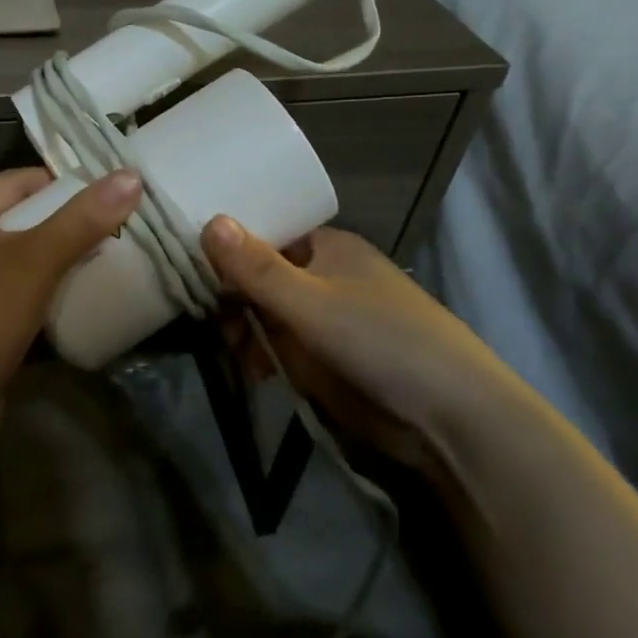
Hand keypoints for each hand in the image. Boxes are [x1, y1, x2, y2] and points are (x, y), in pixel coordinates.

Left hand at [0, 167, 143, 442]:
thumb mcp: (32, 263)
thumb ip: (80, 221)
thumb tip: (131, 176)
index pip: (15, 182)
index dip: (59, 180)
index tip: (107, 191)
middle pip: (22, 221)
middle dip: (68, 221)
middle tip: (120, 226)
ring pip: (25, 262)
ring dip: (63, 259)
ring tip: (112, 259)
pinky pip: (24, 298)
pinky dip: (53, 294)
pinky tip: (86, 300)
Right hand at [201, 219, 528, 469]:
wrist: (449, 417)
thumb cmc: (380, 340)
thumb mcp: (310, 301)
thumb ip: (255, 268)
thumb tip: (208, 220)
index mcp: (326, 247)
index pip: (263, 233)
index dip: (226, 245)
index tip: (187, 261)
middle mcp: (323, 276)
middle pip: (258, 275)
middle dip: (230, 295)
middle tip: (204, 316)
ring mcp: (323, 319)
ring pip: (264, 313)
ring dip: (242, 329)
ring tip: (231, 349)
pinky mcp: (323, 358)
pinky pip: (278, 346)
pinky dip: (260, 355)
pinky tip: (252, 370)